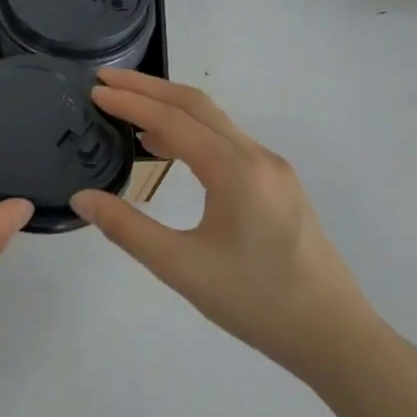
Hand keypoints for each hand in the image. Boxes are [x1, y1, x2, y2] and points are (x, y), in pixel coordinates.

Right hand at [71, 70, 382, 382]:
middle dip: (149, 88)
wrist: (334, 336)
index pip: (174, 120)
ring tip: (126, 108)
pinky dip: (189, 132)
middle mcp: (257, 158)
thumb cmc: (256, 301)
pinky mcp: (277, 187)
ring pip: (214, 123)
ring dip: (169, 108)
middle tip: (105, 80)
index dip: (131, 102)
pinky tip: (166, 147)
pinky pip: (226, 142)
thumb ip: (127, 229)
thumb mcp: (181, 268)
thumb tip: (82, 198)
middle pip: (197, 106)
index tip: (94, 90)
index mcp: (236, 171)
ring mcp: (273, 171)